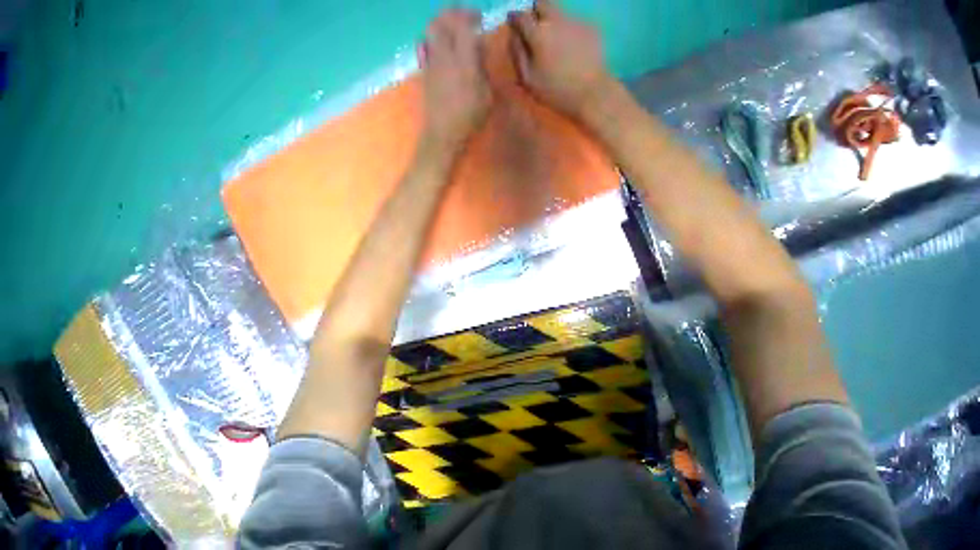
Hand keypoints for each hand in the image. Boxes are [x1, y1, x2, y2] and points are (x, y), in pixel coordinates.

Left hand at [419, 9, 491, 155]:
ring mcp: (431, 62)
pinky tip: (440, 49)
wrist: (443, 133)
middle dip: (452, 14)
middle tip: (463, 19)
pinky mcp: (424, 72)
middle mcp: (444, 55)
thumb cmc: (469, 118)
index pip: (463, 24)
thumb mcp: (486, 96)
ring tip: (451, 31)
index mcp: (463, 59)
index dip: (471, 16)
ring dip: (441, 25)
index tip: (479, 20)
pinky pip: (424, 47)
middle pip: (441, 21)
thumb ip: (483, 69)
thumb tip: (479, 49)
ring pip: (430, 31)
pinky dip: (432, 40)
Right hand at [508, 0, 611, 119]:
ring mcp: (575, 21)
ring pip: (559, 13)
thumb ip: (518, 55)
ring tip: (556, 45)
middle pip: (542, 3)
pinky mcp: (590, 28)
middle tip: (535, 28)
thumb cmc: (555, 91)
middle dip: (535, 12)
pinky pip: (574, 25)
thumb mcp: (529, 80)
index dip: (515, 19)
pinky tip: (572, 51)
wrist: (590, 92)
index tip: (514, 24)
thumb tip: (514, 36)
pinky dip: (570, 34)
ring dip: (554, 23)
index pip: (521, 16)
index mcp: (538, 33)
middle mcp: (556, 20)